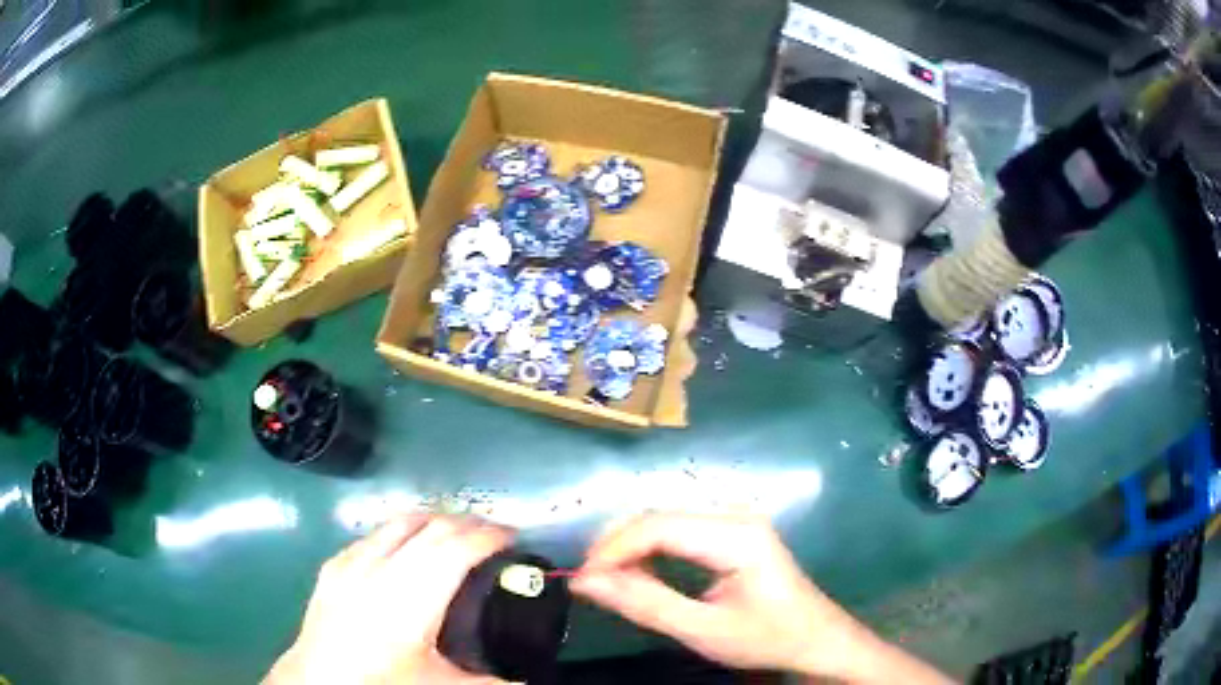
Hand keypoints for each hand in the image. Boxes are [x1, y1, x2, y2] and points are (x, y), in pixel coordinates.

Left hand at [265, 515, 512, 684]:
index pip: (456, 547)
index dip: (489, 536)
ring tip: (457, 535)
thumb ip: (494, 682)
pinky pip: (375, 534)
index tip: (514, 538)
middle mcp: (380, 568)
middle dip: (469, 523)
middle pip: (431, 527)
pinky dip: (402, 532)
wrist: (318, 682)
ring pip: (400, 522)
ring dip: (435, 521)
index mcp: (410, 597)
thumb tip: (529, 681)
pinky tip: (407, 550)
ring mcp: (352, 562)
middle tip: (495, 535)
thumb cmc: (383, 683)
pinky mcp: (334, 565)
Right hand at [570, 513, 949, 683]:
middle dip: (617, 547)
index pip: (658, 526)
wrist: (818, 640)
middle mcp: (735, 515)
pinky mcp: (733, 532)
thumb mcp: (702, 630)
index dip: (612, 548)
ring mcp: (736, 520)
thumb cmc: (767, 638)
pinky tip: (638, 573)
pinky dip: (651, 551)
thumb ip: (644, 604)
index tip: (580, 579)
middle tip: (589, 583)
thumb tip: (586, 582)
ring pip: (666, 522)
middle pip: (659, 518)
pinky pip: (680, 531)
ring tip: (606, 580)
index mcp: (735, 535)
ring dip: (631, 549)